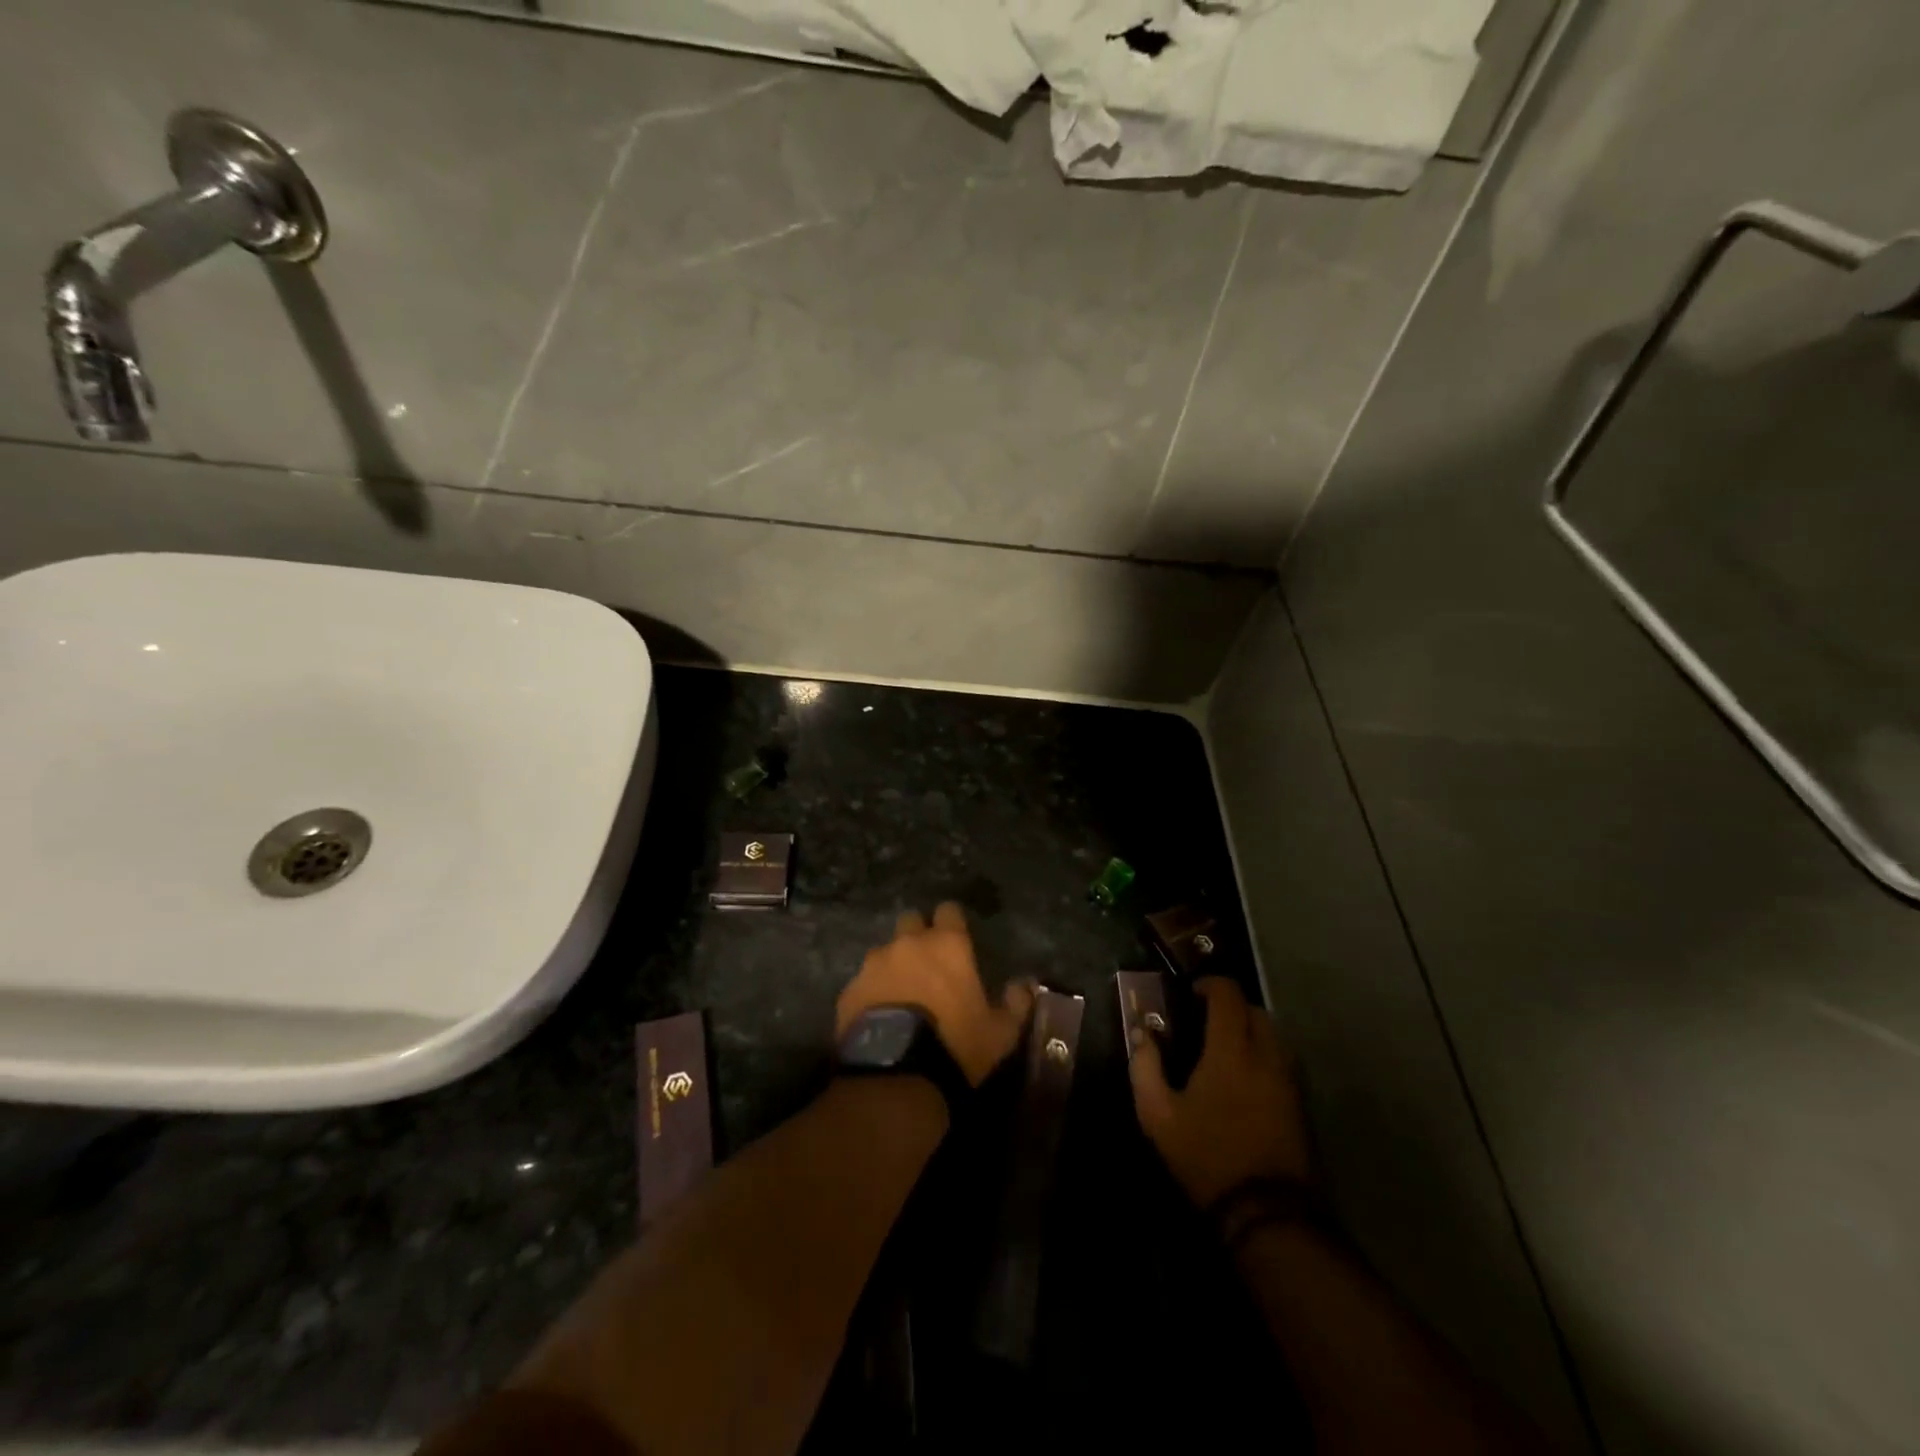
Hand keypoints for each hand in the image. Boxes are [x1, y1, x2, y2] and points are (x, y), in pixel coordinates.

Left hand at [837, 902, 1035, 1086]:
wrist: (897, 1073)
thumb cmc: (956, 1044)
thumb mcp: (1000, 1032)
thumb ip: (1015, 1003)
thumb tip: (1025, 985)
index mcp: (947, 945)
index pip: (949, 910)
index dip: (952, 922)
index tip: (956, 937)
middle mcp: (908, 944)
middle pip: (911, 921)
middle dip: (918, 935)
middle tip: (928, 964)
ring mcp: (874, 964)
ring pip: (884, 952)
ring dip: (893, 966)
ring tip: (900, 996)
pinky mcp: (849, 990)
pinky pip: (863, 983)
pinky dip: (871, 993)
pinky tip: (878, 1017)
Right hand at [1130, 977, 1311, 1206]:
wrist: (1267, 1212)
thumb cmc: (1207, 1155)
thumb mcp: (1158, 1115)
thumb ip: (1145, 1067)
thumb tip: (1141, 1033)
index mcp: (1231, 1050)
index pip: (1228, 995)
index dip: (1210, 985)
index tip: (1191, 993)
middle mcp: (1266, 1055)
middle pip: (1255, 1010)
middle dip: (1231, 1006)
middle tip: (1205, 1021)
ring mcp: (1288, 1080)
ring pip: (1274, 1035)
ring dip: (1250, 1029)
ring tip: (1225, 1049)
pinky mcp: (1300, 1103)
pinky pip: (1282, 1060)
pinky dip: (1264, 1054)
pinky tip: (1245, 1078)